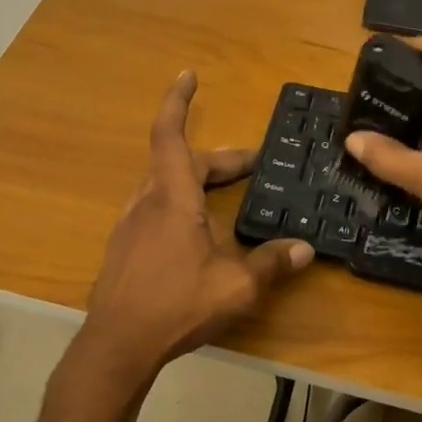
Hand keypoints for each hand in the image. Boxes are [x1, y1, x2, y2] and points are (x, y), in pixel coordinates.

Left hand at [79, 70, 313, 385]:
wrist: (117, 345)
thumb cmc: (176, 305)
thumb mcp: (236, 286)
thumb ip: (271, 264)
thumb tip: (305, 249)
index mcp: (172, 198)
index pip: (170, 136)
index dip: (178, 102)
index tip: (188, 76)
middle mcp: (147, 202)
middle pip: (179, 162)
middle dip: (217, 160)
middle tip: (251, 167)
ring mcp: (130, 225)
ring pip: (164, 186)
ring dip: (196, 181)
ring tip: (225, 197)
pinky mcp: (123, 248)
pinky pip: (154, 209)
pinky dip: (179, 204)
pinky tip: (196, 234)